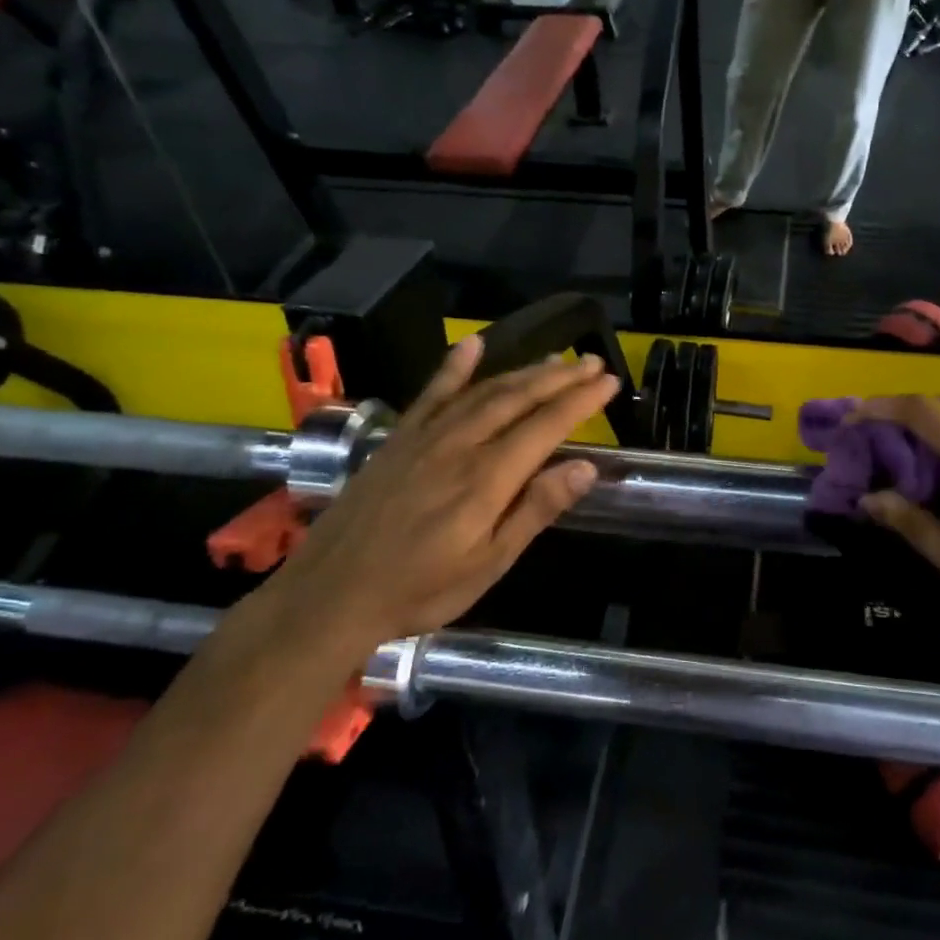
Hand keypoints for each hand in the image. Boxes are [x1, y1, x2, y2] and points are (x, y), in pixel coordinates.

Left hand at [274, 338, 619, 643]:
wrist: (330, 593)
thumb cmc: (419, 589)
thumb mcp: (488, 565)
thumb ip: (535, 511)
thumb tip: (584, 467)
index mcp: (487, 478)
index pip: (546, 425)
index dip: (581, 400)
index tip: (609, 381)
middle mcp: (460, 444)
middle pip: (518, 398)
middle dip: (560, 377)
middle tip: (591, 361)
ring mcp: (426, 437)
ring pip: (483, 391)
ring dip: (523, 371)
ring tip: (555, 359)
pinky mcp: (399, 439)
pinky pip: (431, 393)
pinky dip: (454, 367)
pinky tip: (472, 345)